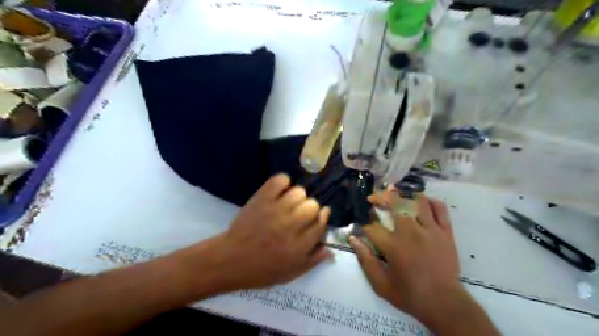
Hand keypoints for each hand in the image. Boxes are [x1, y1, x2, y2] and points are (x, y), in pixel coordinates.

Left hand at [213, 174, 332, 289]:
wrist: (230, 260)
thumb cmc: (262, 270)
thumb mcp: (291, 273)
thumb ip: (313, 260)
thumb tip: (330, 249)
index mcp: (300, 245)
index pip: (321, 223)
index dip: (322, 217)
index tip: (320, 215)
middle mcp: (291, 225)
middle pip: (313, 205)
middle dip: (310, 209)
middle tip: (300, 214)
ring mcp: (276, 210)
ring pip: (299, 192)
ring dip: (297, 197)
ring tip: (289, 203)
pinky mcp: (262, 199)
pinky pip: (280, 180)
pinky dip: (283, 182)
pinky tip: (280, 191)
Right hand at [349, 193, 458, 323]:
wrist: (444, 303)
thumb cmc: (409, 295)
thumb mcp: (380, 284)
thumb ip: (365, 260)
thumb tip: (353, 239)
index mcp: (393, 246)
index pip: (372, 227)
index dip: (365, 226)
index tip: (363, 230)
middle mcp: (411, 233)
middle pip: (394, 204)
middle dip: (380, 197)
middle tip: (373, 198)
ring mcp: (430, 230)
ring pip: (416, 202)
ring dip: (403, 196)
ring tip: (395, 194)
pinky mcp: (445, 232)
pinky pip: (439, 208)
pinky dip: (430, 201)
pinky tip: (421, 201)